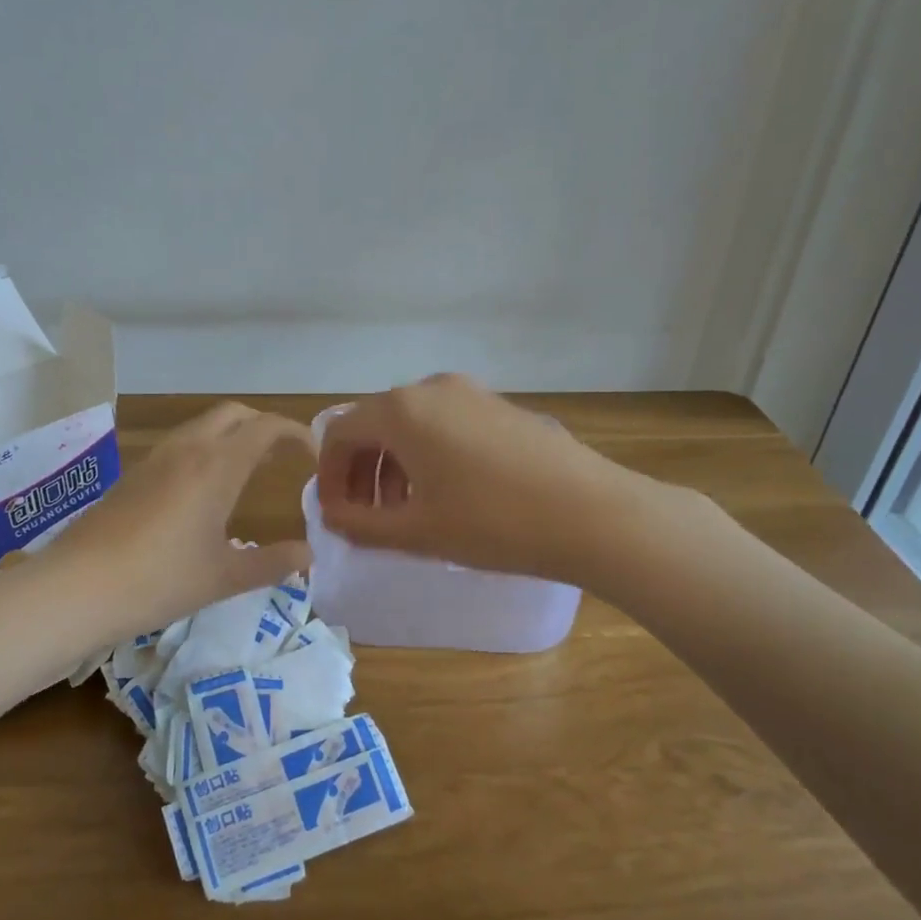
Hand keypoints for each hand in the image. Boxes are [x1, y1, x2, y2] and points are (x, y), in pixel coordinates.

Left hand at [39, 403, 313, 642]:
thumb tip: (308, 555)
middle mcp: (188, 449)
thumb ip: (272, 563)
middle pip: (234, 414)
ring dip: (231, 436)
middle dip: (263, 425)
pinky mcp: (133, 475)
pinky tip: (202, 490)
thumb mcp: (224, 577)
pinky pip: (180, 445)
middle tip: (281, 456)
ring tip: (247, 470)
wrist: (78, 587)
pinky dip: (205, 450)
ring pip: (203, 426)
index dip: (295, 433)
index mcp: (217, 465)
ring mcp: (155, 459)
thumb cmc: (160, 580)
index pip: (266, 427)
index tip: (312, 454)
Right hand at [314, 374, 641, 583]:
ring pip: (410, 425)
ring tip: (404, 512)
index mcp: (401, 410)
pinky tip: (446, 494)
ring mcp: (470, 392)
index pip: (339, 433)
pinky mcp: (500, 406)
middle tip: (366, 518)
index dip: (329, 476)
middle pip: (373, 424)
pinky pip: (443, 424)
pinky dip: (426, 455)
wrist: (592, 513)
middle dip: (360, 472)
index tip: (337, 516)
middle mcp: (430, 388)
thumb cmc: (492, 523)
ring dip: (392, 466)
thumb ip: (360, 525)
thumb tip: (332, 517)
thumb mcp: (416, 532)